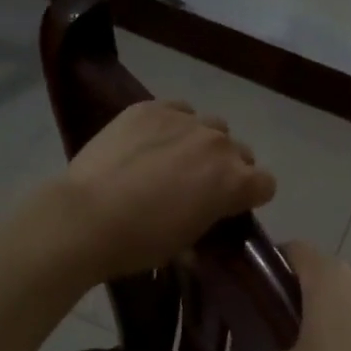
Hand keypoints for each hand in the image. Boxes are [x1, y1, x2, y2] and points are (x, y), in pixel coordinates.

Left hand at [57, 99, 275, 281]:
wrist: (85, 217)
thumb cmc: (139, 242)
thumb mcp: (187, 242)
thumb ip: (209, 219)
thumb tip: (205, 216)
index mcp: (235, 181)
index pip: (266, 183)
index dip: (250, 196)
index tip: (230, 206)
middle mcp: (219, 144)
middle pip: (240, 151)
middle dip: (226, 167)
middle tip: (197, 185)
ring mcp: (185, 120)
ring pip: (210, 126)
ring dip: (201, 142)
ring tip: (171, 159)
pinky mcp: (152, 108)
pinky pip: (177, 110)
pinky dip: (171, 124)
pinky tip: (149, 142)